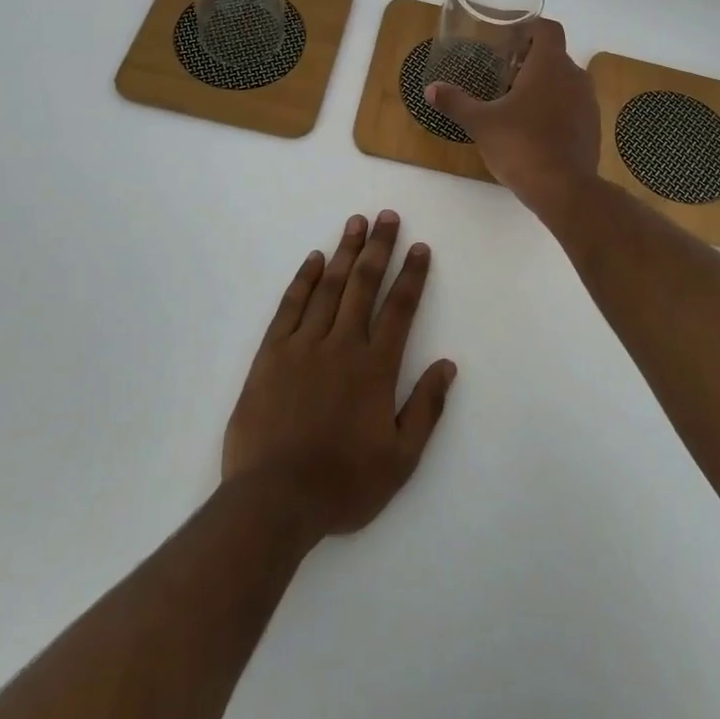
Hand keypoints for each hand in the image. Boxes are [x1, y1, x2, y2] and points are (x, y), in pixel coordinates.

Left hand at [222, 212, 456, 537]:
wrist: (273, 501)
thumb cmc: (342, 484)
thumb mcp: (400, 460)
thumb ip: (426, 408)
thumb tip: (448, 365)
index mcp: (375, 368)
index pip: (400, 309)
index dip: (412, 275)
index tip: (420, 247)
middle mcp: (341, 345)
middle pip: (364, 285)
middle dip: (379, 247)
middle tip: (387, 217)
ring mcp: (303, 346)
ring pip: (329, 287)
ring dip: (345, 252)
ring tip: (356, 223)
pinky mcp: (271, 354)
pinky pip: (290, 306)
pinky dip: (304, 280)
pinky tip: (314, 260)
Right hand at [426, 18, 599, 213]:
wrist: (565, 190)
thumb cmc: (521, 145)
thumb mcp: (481, 123)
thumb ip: (456, 102)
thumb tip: (431, 89)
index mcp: (550, 65)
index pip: (547, 29)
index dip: (528, 28)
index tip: (507, 39)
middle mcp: (574, 76)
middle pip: (554, 55)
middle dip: (529, 60)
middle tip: (502, 73)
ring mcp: (588, 103)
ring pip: (564, 81)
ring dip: (543, 85)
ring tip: (515, 102)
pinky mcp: (592, 127)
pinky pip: (572, 105)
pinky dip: (555, 107)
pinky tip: (533, 128)